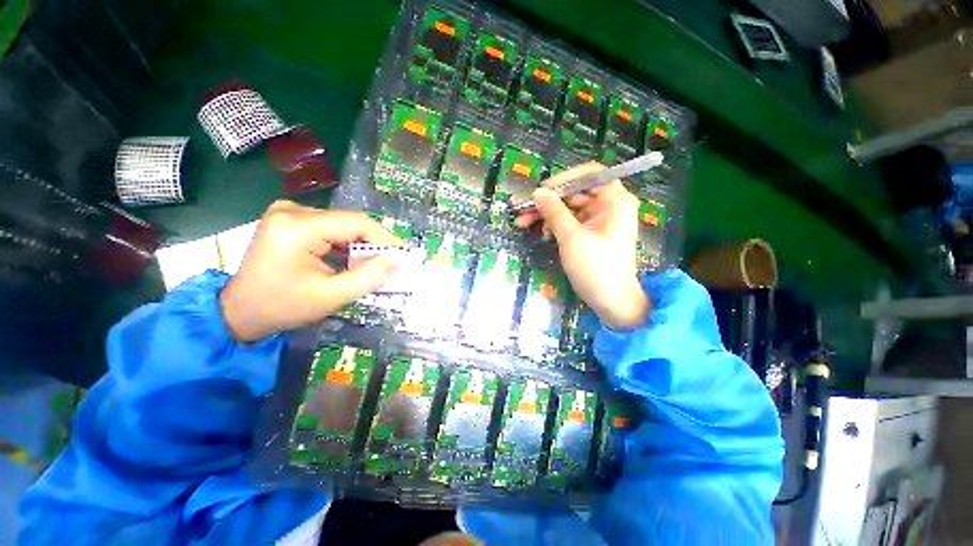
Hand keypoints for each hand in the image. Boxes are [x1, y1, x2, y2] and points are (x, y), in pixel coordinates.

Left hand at [219, 201, 401, 341]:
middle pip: (349, 223)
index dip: (385, 237)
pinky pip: (329, 228)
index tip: (404, 255)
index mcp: (298, 226)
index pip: (356, 223)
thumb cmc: (283, 307)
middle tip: (390, 264)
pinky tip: (350, 261)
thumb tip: (397, 260)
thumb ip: (369, 277)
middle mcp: (292, 211)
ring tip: (372, 265)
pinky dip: (344, 245)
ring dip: (359, 245)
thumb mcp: (331, 296)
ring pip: (341, 226)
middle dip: (373, 244)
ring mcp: (288, 213)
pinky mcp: (289, 221)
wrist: (239, 312)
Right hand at [515, 162, 649, 329]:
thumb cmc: (596, 268)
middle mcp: (608, 206)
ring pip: (568, 208)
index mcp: (614, 200)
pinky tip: (544, 235)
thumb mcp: (571, 237)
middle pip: (574, 193)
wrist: (611, 301)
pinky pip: (570, 222)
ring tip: (524, 224)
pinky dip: (555, 226)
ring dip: (547, 215)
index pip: (590, 174)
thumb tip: (538, 192)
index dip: (564, 179)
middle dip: (548, 202)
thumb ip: (554, 211)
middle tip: (523, 210)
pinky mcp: (591, 234)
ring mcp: (599, 221)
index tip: (542, 191)